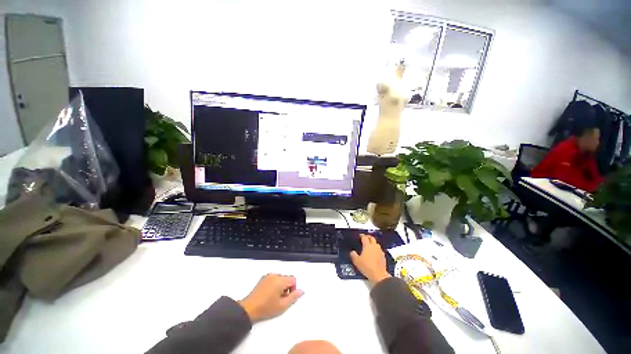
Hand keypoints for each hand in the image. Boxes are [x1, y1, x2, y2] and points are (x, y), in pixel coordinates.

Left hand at [238, 274, 303, 322]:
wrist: (248, 309)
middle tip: (281, 299)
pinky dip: (275, 284)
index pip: (293, 279)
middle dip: (287, 287)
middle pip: (286, 278)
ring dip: (281, 286)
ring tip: (275, 297)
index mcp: (280, 280)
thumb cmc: (266, 308)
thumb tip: (301, 291)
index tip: (287, 298)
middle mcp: (275, 275)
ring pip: (280, 278)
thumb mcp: (282, 306)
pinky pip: (273, 278)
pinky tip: (269, 294)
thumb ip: (293, 297)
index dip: (293, 288)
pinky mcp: (262, 278)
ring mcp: (268, 276)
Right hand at [350, 234, 390, 284]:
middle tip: (365, 238)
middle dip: (368, 237)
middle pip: (372, 238)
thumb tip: (352, 252)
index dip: (361, 235)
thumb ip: (353, 255)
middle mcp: (374, 246)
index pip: (364, 237)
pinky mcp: (383, 256)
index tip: (359, 235)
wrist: (379, 275)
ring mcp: (379, 251)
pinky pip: (379, 250)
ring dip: (373, 242)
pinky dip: (376, 249)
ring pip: (376, 243)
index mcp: (367, 245)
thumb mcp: (356, 261)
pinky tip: (374, 253)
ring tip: (369, 245)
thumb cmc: (367, 267)